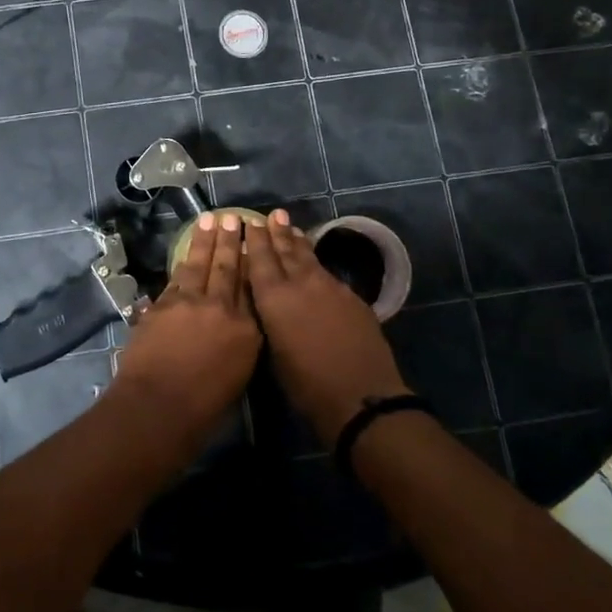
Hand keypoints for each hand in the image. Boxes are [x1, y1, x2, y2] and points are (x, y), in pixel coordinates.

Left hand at [112, 212, 262, 435]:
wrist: (158, 406)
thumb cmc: (203, 408)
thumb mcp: (238, 375)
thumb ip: (240, 343)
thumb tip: (235, 324)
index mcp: (247, 331)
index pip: (252, 289)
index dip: (252, 263)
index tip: (253, 243)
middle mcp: (222, 309)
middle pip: (228, 268)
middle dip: (231, 241)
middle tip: (234, 218)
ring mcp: (190, 302)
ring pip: (200, 264)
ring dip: (205, 241)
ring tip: (210, 220)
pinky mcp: (163, 304)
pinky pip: (176, 277)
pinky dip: (182, 262)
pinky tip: (186, 253)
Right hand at [245, 210, 408, 445]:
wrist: (361, 397)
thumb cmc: (306, 385)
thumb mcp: (273, 353)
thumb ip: (268, 320)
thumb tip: (266, 302)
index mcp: (274, 298)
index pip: (260, 260)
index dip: (256, 240)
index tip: (250, 222)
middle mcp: (301, 284)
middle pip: (286, 251)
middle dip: (278, 232)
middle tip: (274, 214)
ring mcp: (330, 288)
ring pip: (310, 258)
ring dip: (299, 243)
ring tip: (292, 229)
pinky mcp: (352, 298)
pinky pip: (327, 273)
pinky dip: (317, 264)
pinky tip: (315, 265)